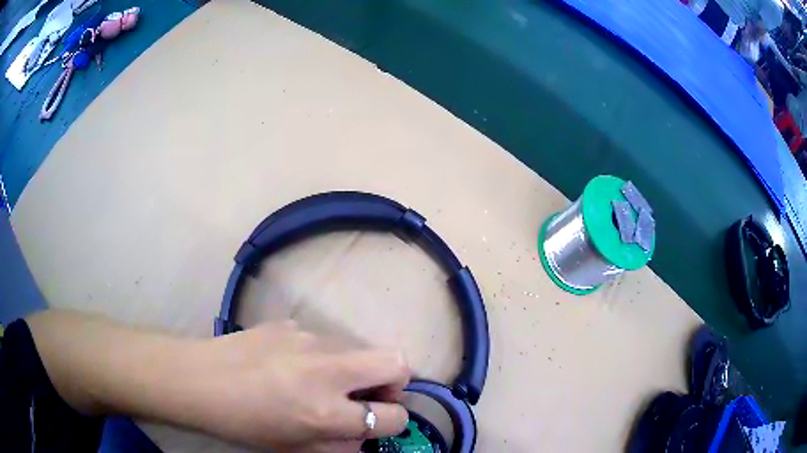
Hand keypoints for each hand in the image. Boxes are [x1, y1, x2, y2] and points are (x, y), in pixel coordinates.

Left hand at [195, 321, 410, 451]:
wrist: (198, 379)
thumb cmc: (244, 424)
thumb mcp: (295, 449)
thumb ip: (341, 447)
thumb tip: (364, 432)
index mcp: (326, 412)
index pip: (395, 416)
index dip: (393, 422)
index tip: (377, 421)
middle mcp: (326, 369)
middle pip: (396, 362)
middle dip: (394, 382)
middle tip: (367, 396)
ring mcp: (308, 338)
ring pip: (359, 349)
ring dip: (354, 369)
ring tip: (319, 383)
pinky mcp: (291, 322)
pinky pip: (324, 341)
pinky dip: (322, 357)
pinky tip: (290, 366)